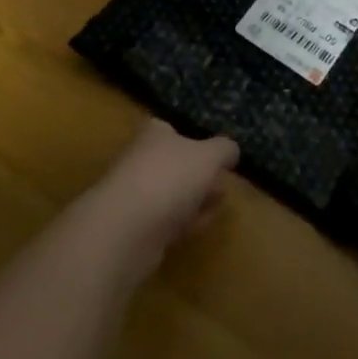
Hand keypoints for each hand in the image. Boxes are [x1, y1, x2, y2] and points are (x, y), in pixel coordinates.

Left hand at [92, 119, 238, 275]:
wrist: (126, 229)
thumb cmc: (169, 177)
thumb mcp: (209, 156)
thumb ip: (224, 150)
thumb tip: (231, 151)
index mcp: (154, 134)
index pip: (172, 129)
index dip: (195, 140)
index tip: (217, 155)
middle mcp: (141, 159)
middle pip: (174, 163)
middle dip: (199, 173)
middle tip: (224, 182)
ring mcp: (136, 195)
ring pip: (172, 193)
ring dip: (195, 198)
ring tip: (221, 203)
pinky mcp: (136, 229)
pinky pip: (167, 220)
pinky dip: (186, 221)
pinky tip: (204, 224)